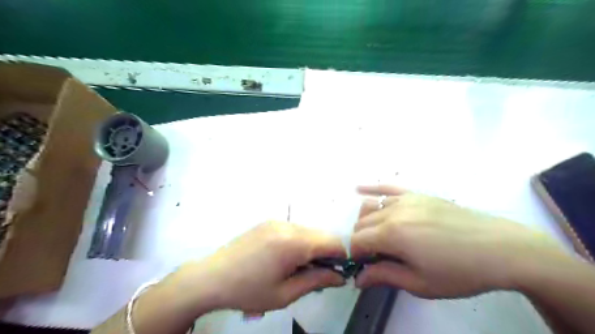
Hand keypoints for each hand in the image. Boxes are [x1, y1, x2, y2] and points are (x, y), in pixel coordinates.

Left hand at [171, 222, 344, 312]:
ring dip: (313, 247)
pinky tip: (286, 258)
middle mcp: (287, 226)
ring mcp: (276, 221)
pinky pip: (294, 229)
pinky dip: (299, 242)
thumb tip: (340, 277)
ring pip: (308, 231)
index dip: (342, 257)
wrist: (210, 277)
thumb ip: (316, 281)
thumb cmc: (248, 291)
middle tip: (318, 274)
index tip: (340, 272)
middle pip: (321, 235)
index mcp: (293, 243)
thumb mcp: (285, 294)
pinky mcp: (268, 222)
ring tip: (300, 268)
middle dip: (327, 253)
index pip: (333, 242)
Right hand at [352, 185, 566, 297]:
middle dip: (361, 240)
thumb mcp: (420, 283)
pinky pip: (388, 187)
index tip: (363, 267)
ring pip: (370, 206)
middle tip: (374, 257)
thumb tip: (358, 279)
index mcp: (392, 234)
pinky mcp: (417, 194)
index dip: (356, 255)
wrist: (500, 249)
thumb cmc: (460, 272)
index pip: (357, 241)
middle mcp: (393, 211)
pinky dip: (371, 188)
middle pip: (361, 223)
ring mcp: (406, 199)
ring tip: (376, 236)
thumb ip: (384, 276)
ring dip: (366, 221)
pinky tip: (358, 188)